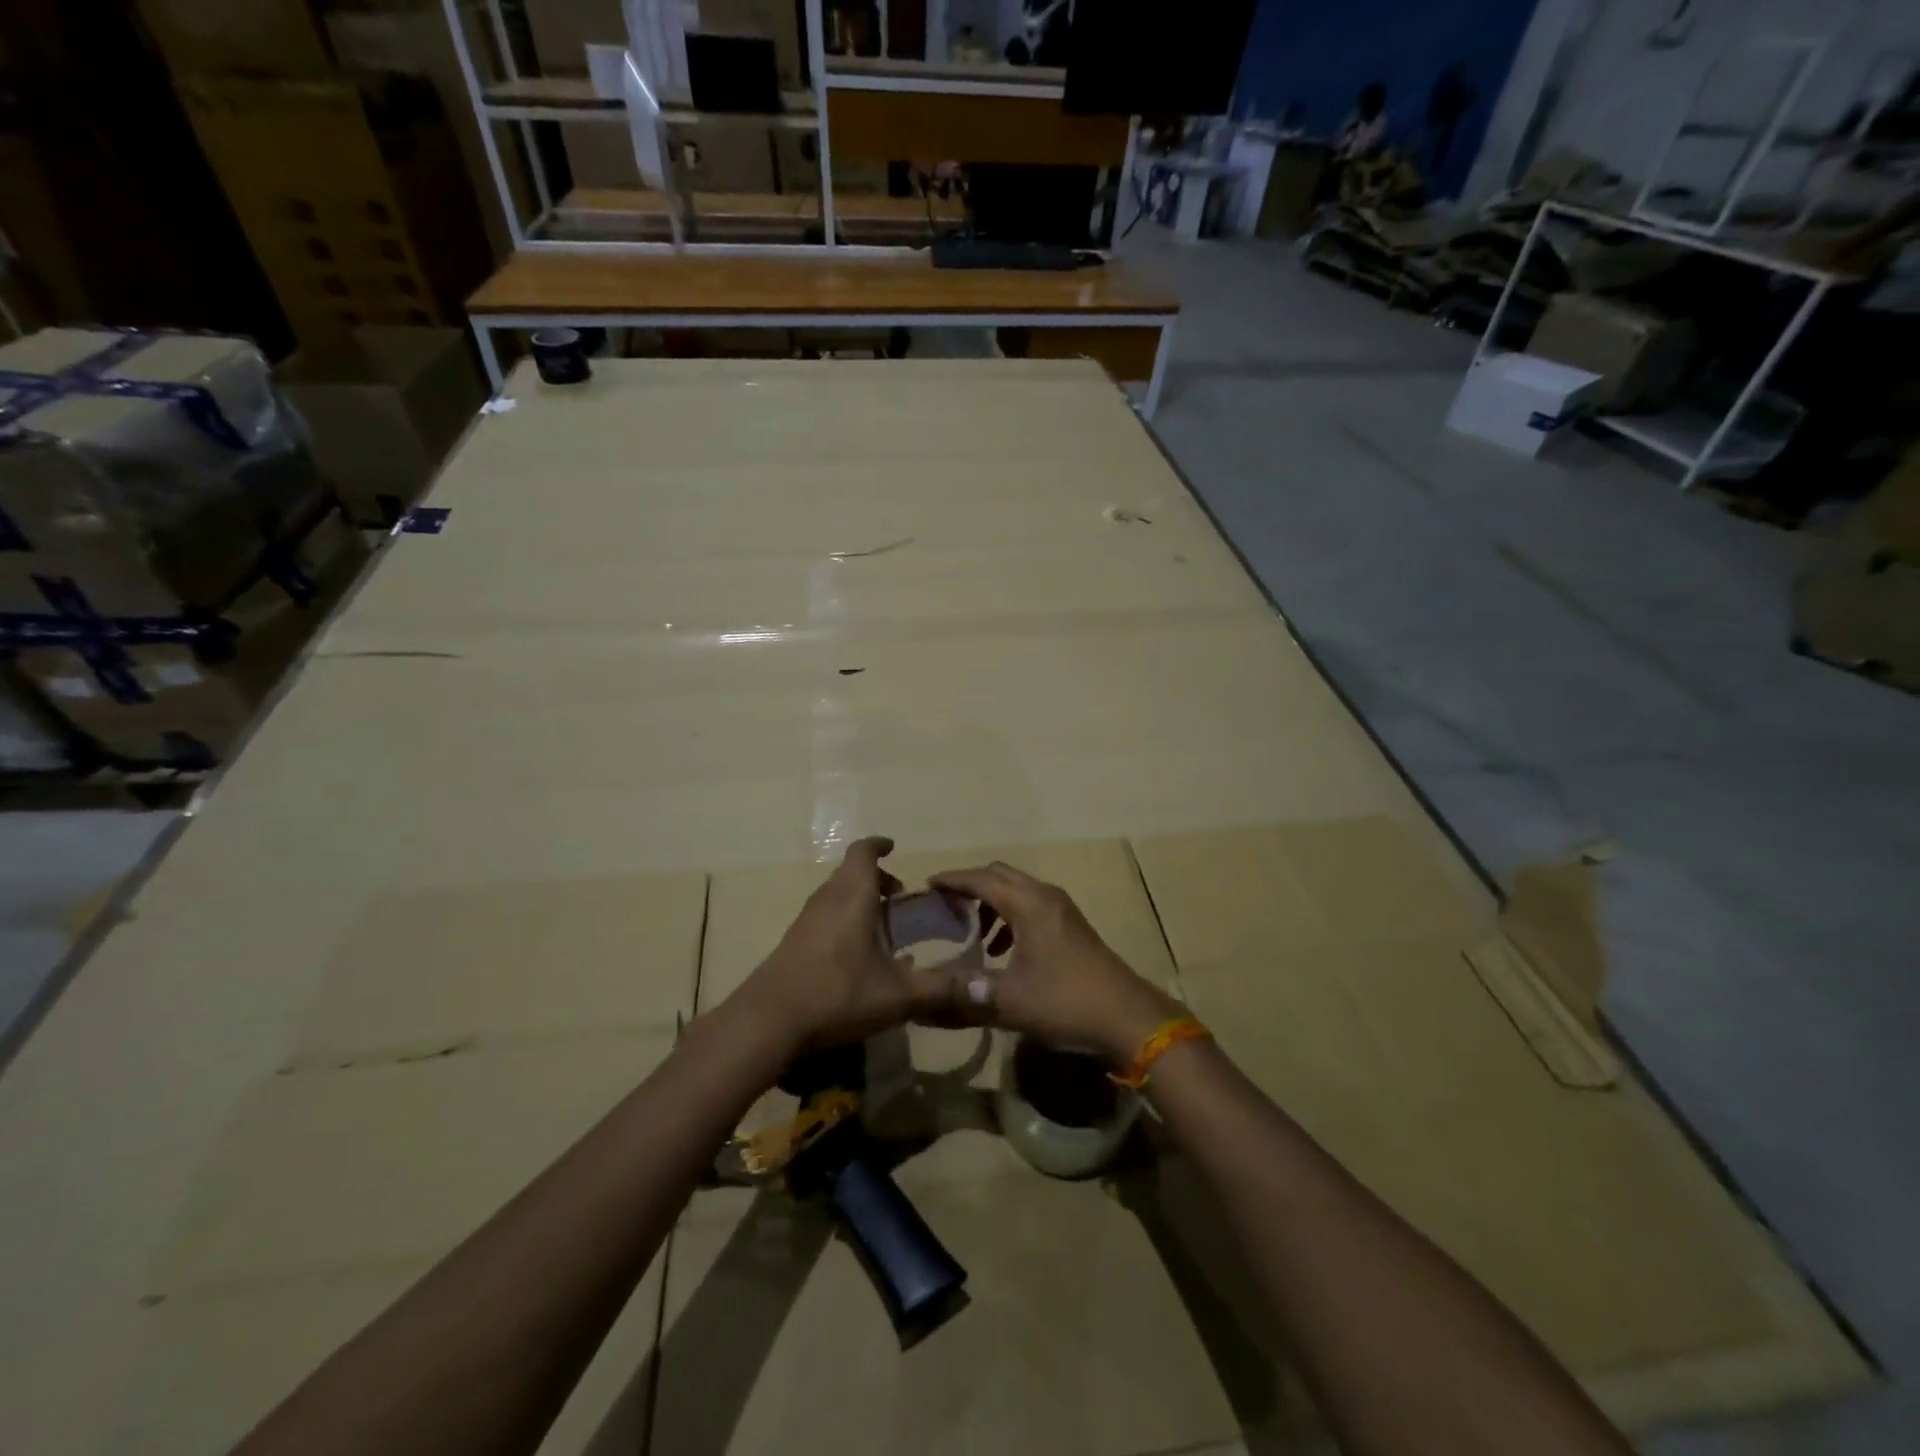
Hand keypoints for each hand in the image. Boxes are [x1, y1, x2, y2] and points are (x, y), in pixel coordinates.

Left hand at [736, 837, 960, 1053]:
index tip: (894, 847)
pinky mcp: (793, 944)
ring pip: (835, 896)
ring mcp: (805, 921)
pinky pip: (824, 918)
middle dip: (876, 879)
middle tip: (899, 900)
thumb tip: (984, 990)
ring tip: (883, 930)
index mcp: (852, 896)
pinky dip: (844, 921)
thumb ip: (942, 990)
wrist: (767, 1022)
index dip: (879, 845)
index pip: (863, 852)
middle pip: (850, 873)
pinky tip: (858, 958)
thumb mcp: (899, 995)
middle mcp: (827, 899)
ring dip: (858, 901)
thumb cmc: (837, 994)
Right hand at [929, 862, 1181, 1062]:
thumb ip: (964, 996)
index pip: (980, 879)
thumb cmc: (1065, 1001)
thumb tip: (922, 1001)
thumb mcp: (1009, 1002)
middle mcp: (1045, 896)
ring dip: (991, 901)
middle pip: (999, 875)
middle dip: (970, 885)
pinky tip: (1002, 948)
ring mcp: (1062, 909)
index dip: (951, 880)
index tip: (925, 886)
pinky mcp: (1071, 925)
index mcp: (1028, 904)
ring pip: (1017, 889)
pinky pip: (1031, 905)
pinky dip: (1010, 915)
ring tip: (970, 928)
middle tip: (943, 904)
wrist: (1127, 1017)